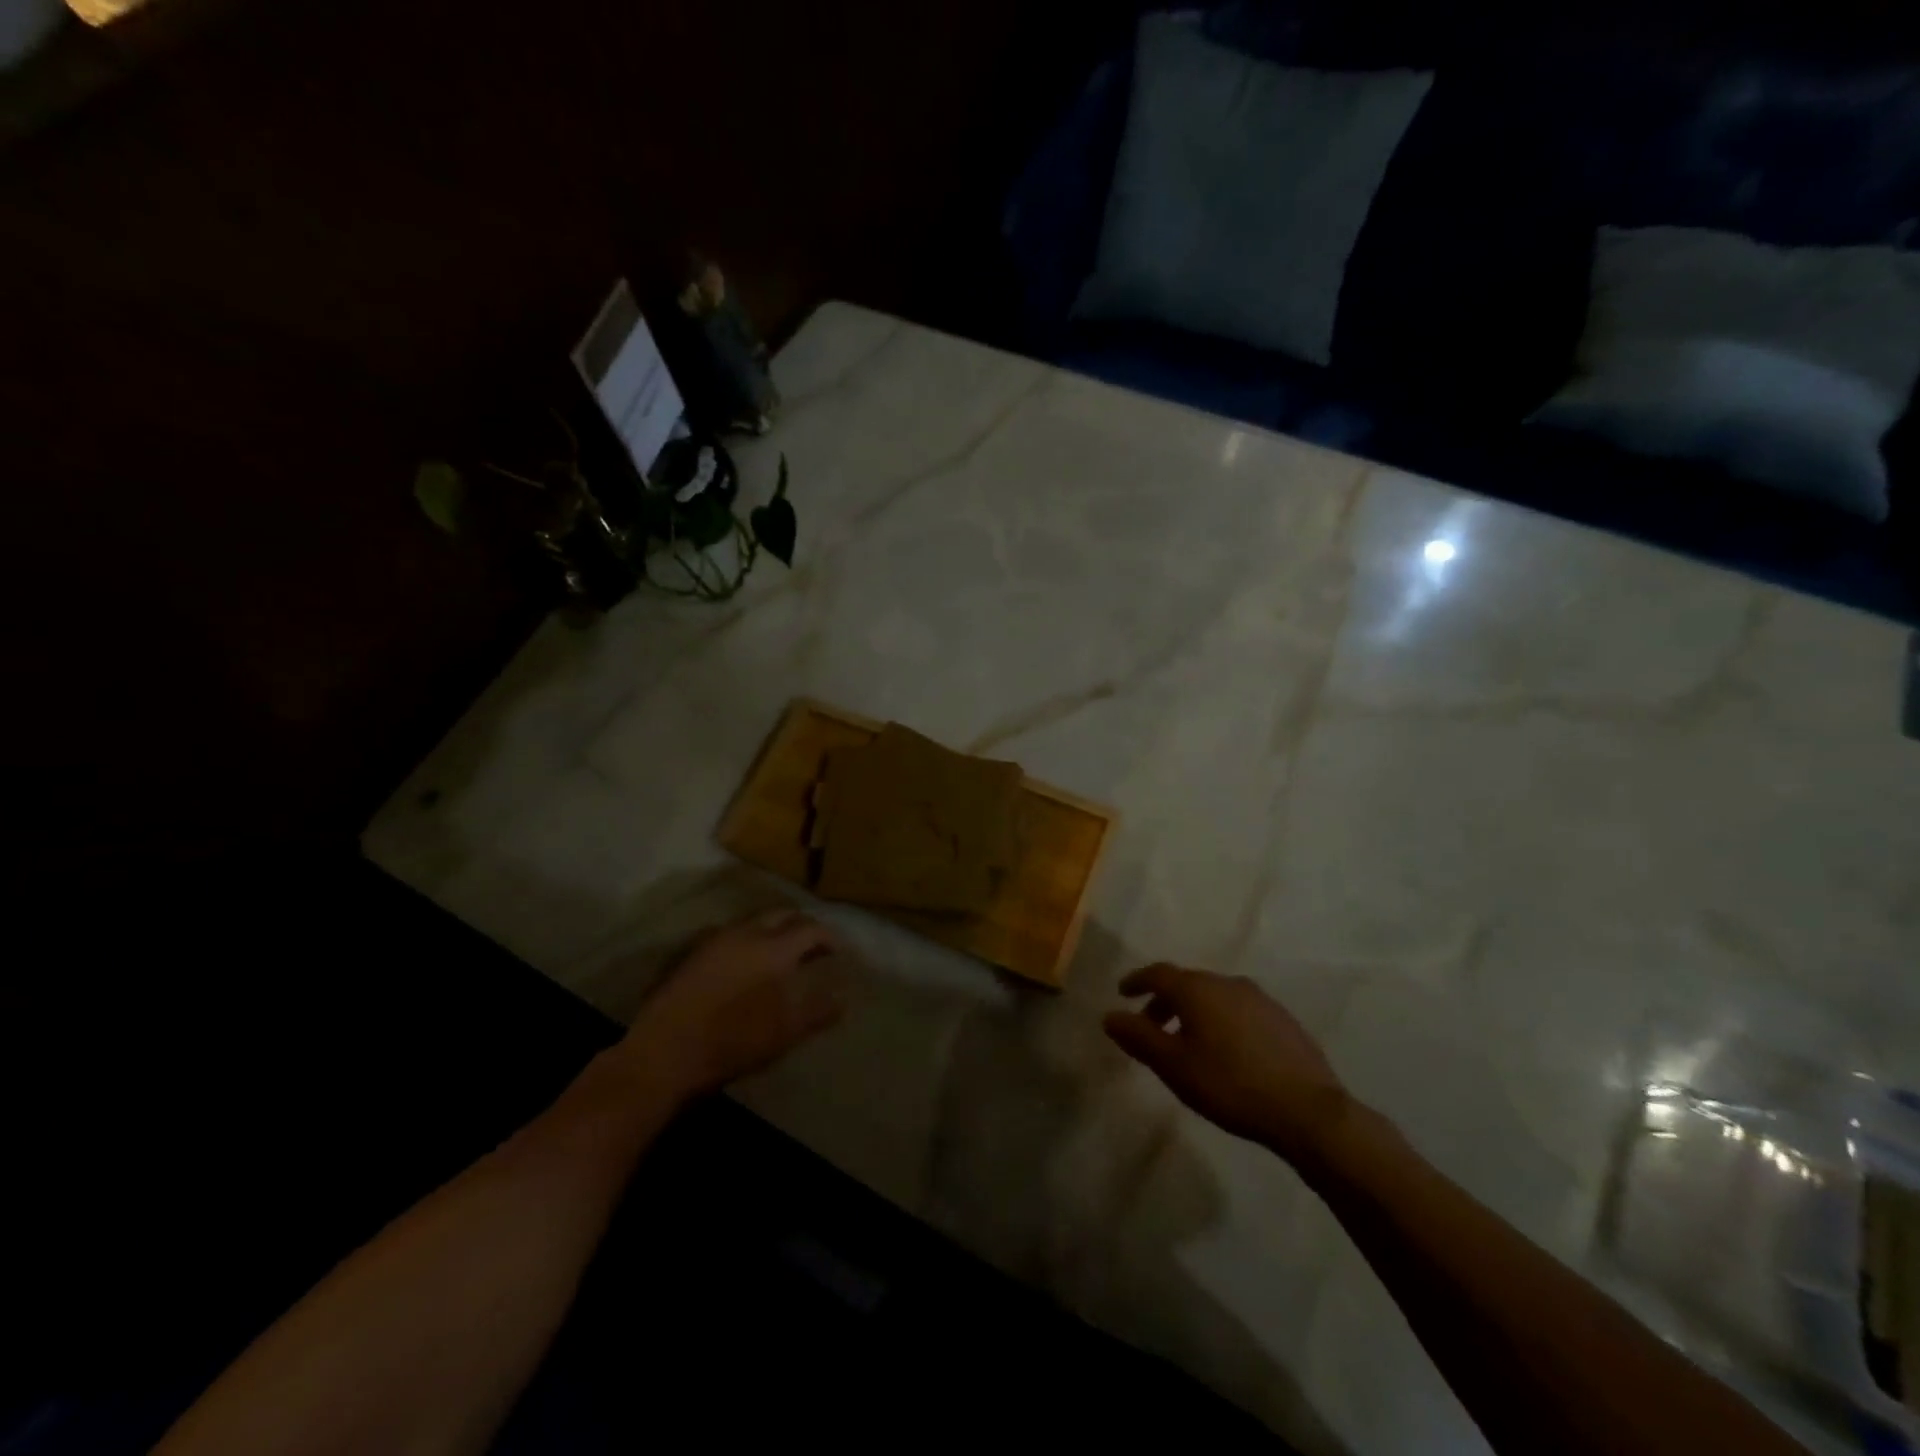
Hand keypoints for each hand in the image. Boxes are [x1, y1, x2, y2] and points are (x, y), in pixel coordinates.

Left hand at [620, 908, 848, 1098]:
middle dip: (801, 925)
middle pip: (781, 915)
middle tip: (811, 945)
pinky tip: (744, 962)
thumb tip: (842, 999)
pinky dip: (746, 940)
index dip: (827, 937)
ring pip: (753, 921)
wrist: (664, 1053)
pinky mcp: (692, 953)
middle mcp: (746, 933)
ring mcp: (715, 940)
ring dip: (772, 930)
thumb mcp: (784, 1033)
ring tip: (780, 952)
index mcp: (773, 948)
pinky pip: (729, 934)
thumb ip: (817, 1012)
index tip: (836, 952)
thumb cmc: (732, 1042)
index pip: (810, 928)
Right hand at [1104, 963, 1351, 1162]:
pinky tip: (1226, 1051)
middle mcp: (1227, 983)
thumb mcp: (1174, 1066)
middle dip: (1164, 1002)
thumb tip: (1110, 1016)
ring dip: (1194, 1012)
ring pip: (1215, 996)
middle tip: (1151, 1027)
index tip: (1123, 993)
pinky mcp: (1283, 1019)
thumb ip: (1139, 1037)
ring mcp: (1259, 999)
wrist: (1307, 1110)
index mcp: (1197, 989)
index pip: (1158, 973)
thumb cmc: (1230, 1085)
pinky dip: (1221, 1021)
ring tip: (1188, 1042)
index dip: (1137, 981)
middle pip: (1186, 983)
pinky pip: (1239, 1010)